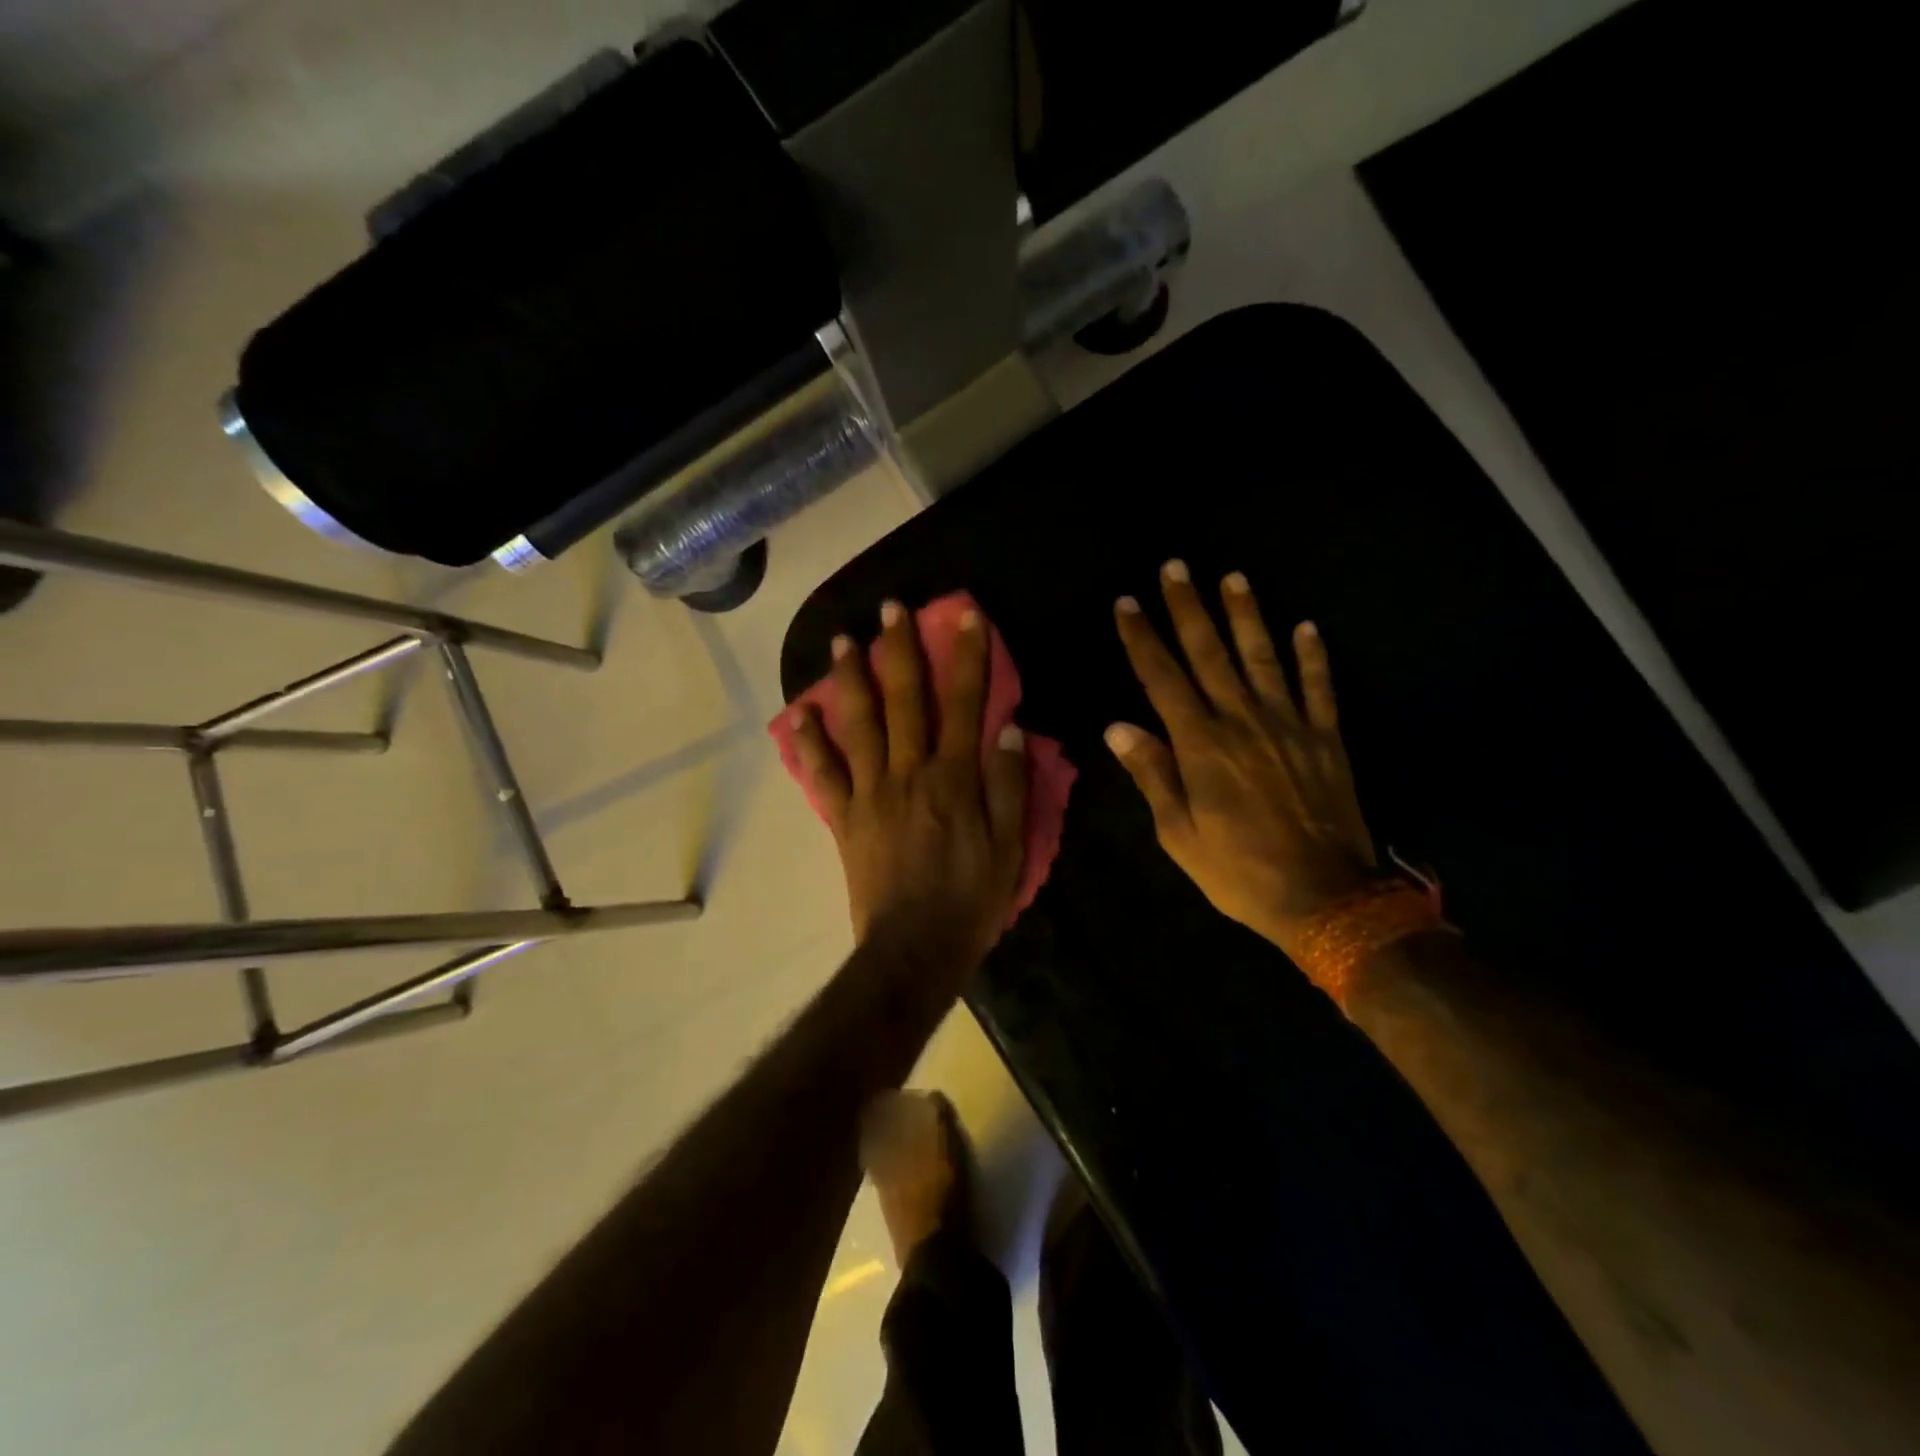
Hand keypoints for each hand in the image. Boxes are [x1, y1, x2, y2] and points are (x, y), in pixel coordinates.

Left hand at [789, 599, 1028, 970]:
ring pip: (859, 724)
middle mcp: (909, 772)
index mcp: (954, 778)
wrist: (914, 949)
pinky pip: (823, 774)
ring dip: (851, 678)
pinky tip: (800, 712)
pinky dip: (810, 742)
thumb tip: (1011, 728)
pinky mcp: (844, 818)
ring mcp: (870, 793)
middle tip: (890, 608)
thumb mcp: (1011, 847)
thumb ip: (1010, 785)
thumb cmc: (971, 899)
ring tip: (841, 641)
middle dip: (900, 649)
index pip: (964, 703)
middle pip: (904, 700)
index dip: (968, 656)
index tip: (965, 615)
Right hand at [1107, 562, 1377, 959]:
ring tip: (1233, 577)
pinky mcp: (1325, 739)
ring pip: (1263, 657)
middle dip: (1188, 608)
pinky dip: (1313, 657)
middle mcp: (1243, 721)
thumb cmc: (1238, 871)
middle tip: (1175, 566)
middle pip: (1210, 654)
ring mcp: (1289, 725)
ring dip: (1246, 616)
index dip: (1142, 639)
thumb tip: (1119, 726)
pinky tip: (1307, 627)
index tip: (1127, 603)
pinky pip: (1318, 688)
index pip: (1163, 679)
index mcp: (1201, 746)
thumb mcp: (1178, 834)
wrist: (1325, 897)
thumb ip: (1152, 774)